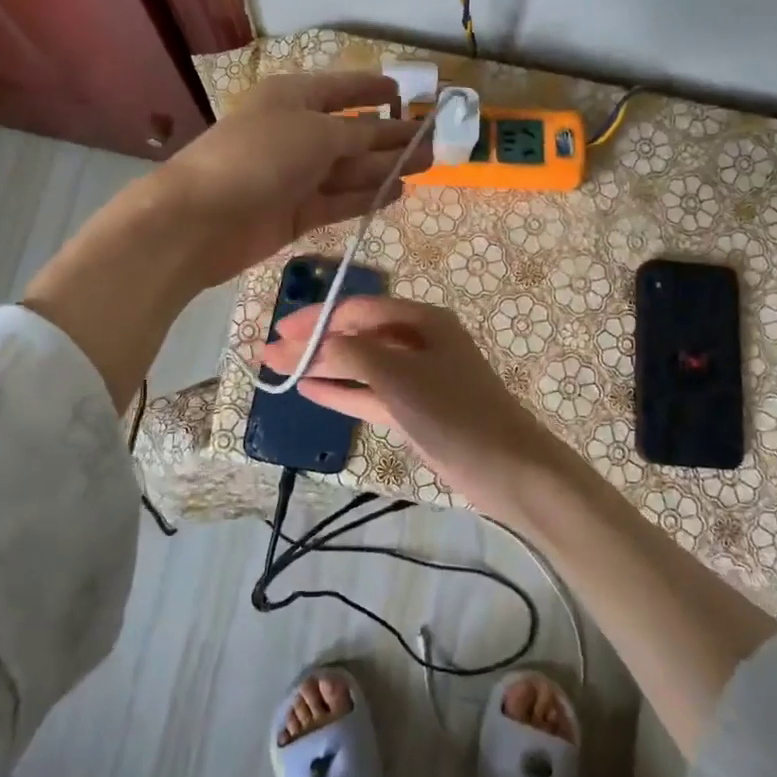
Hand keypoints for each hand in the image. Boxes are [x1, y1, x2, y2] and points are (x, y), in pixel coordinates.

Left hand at [150, 71, 431, 288]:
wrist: (203, 219)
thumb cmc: (259, 157)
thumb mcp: (315, 133)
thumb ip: (357, 135)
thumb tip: (384, 136)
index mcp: (292, 98)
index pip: (338, 89)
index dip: (369, 88)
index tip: (400, 90)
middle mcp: (294, 133)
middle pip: (350, 133)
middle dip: (389, 135)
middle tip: (431, 142)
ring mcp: (294, 176)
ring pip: (348, 169)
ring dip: (385, 167)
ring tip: (425, 166)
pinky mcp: (294, 213)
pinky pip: (338, 200)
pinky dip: (366, 196)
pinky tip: (396, 193)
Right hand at [260, 296, 578, 519]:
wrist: (506, 467)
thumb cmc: (453, 410)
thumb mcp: (397, 374)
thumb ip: (348, 353)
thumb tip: (304, 344)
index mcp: (423, 319)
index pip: (358, 309)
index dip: (317, 318)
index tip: (279, 332)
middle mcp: (419, 342)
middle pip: (358, 335)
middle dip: (315, 343)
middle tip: (270, 354)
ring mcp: (418, 378)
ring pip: (361, 366)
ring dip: (324, 367)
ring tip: (280, 373)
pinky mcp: (415, 411)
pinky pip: (370, 394)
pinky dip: (342, 392)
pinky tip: (310, 391)